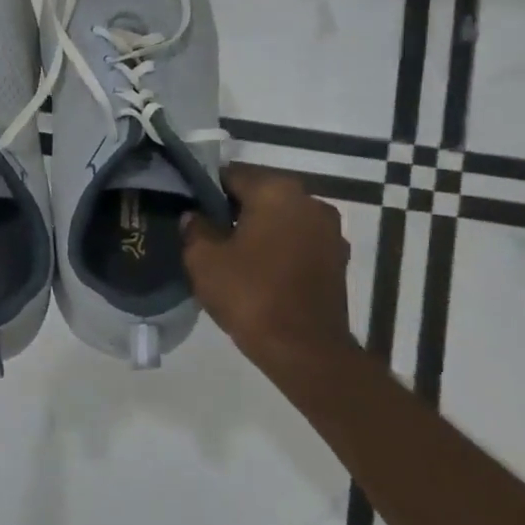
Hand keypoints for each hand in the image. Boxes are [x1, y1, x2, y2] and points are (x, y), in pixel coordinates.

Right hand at [182, 165, 358, 368]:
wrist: (304, 349)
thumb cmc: (249, 294)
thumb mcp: (203, 259)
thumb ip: (195, 229)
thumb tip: (196, 217)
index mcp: (277, 192)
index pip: (231, 174)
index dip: (205, 189)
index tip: (187, 206)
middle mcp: (310, 202)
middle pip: (260, 194)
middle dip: (233, 208)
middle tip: (204, 230)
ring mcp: (330, 232)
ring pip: (281, 219)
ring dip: (257, 229)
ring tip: (229, 252)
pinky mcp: (337, 260)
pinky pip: (297, 242)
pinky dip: (277, 248)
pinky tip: (256, 270)